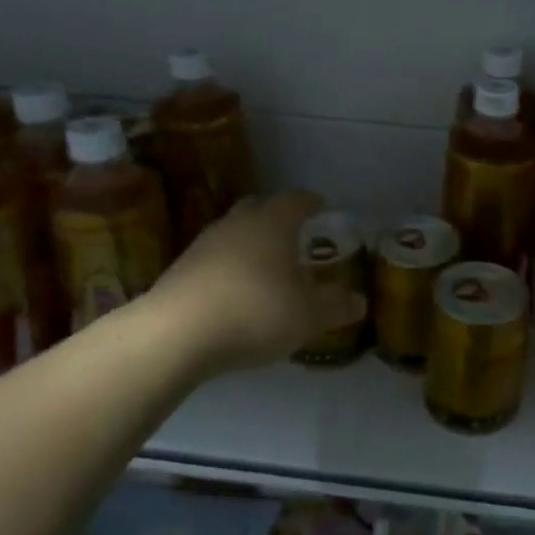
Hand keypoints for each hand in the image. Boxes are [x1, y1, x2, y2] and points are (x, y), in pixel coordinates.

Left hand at [145, 190, 364, 375]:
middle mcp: (237, 224)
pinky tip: (236, 292)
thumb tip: (359, 301)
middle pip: (260, 207)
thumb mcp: (307, 316)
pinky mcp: (180, 269)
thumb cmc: (254, 312)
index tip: (323, 208)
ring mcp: (204, 244)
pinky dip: (229, 267)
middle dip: (278, 217)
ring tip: (266, 267)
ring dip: (250, 243)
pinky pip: (214, 258)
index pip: (297, 200)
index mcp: (272, 223)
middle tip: (295, 236)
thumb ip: (335, 306)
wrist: (175, 335)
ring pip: (234, 232)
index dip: (312, 203)